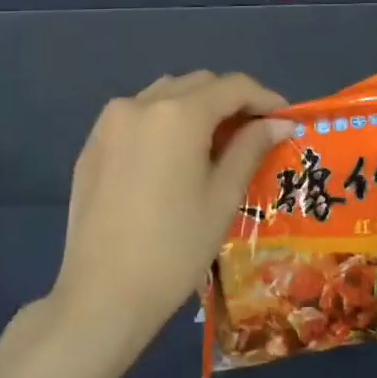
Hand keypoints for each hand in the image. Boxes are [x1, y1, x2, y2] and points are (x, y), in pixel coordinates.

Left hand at [48, 71, 293, 361]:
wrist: (103, 294)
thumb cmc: (175, 248)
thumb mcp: (222, 197)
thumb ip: (250, 148)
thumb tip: (278, 124)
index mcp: (178, 114)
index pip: (232, 86)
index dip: (264, 98)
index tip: (284, 119)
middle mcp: (140, 104)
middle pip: (197, 83)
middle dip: (230, 100)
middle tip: (253, 133)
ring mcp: (109, 123)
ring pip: (163, 94)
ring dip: (194, 106)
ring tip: (214, 142)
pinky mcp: (92, 145)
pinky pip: (136, 116)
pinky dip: (162, 122)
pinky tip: (172, 157)